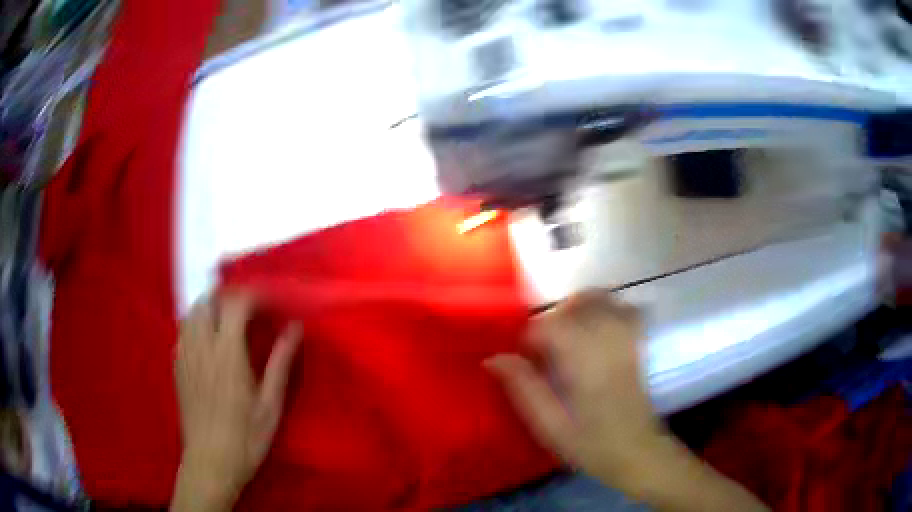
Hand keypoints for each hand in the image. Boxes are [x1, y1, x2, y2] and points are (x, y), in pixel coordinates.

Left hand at [172, 293, 300, 511]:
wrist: (210, 462)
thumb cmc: (246, 438)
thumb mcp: (270, 405)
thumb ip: (280, 362)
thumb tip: (295, 328)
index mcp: (227, 352)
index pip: (236, 304)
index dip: (254, 295)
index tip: (270, 303)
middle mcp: (201, 346)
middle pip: (209, 301)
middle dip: (229, 296)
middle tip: (249, 310)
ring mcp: (184, 355)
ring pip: (192, 313)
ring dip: (211, 307)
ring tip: (228, 320)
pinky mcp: (176, 367)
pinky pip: (183, 331)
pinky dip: (196, 324)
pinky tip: (207, 341)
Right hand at [485, 290, 661, 487]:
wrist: (638, 453)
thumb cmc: (591, 445)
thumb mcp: (549, 426)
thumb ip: (524, 389)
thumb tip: (493, 358)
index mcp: (584, 365)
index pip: (551, 326)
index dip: (529, 335)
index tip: (521, 355)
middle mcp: (608, 343)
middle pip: (576, 304)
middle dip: (552, 318)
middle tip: (542, 346)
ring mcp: (628, 340)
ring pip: (601, 300)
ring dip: (576, 309)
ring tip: (565, 335)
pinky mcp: (639, 343)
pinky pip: (623, 309)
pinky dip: (605, 309)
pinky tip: (594, 329)